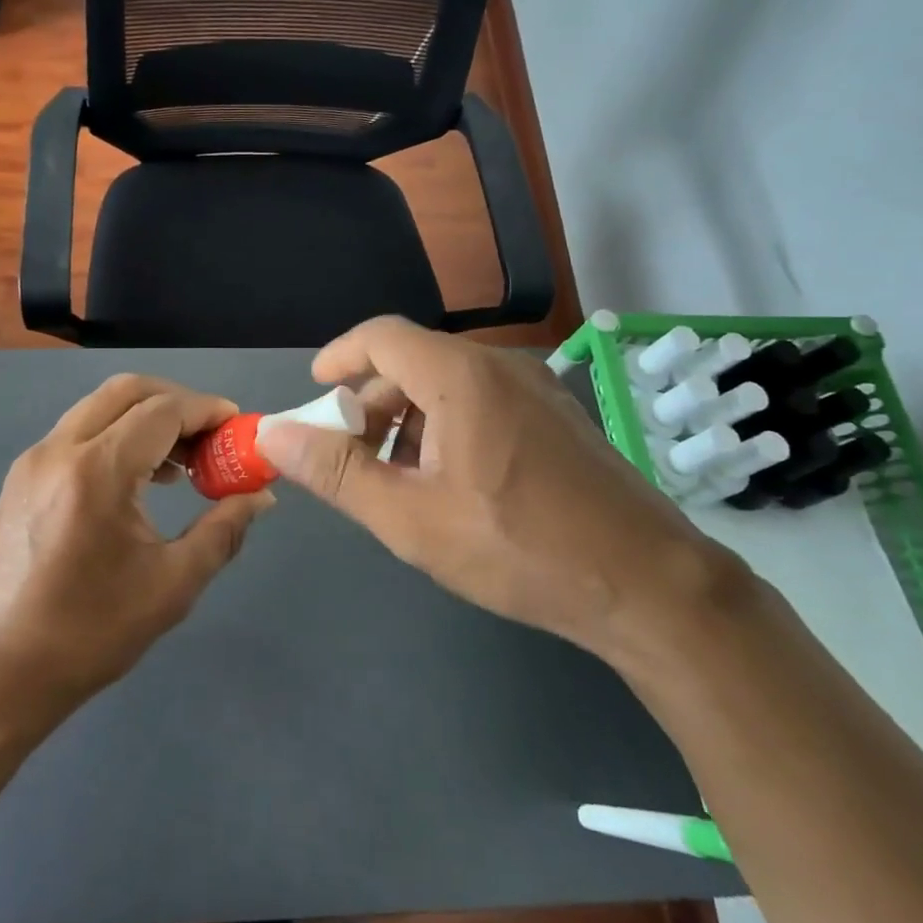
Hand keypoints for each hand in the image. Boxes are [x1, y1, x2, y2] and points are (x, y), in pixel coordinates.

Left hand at [0, 374, 273, 717]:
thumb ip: (223, 531)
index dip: (207, 411)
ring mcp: (33, 459)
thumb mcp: (172, 586)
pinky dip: (117, 434)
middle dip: (177, 402)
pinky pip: (79, 431)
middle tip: (212, 437)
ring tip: (183, 462)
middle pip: (128, 391)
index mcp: (97, 472)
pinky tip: (140, 478)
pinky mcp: (21, 476)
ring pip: (100, 407)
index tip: (238, 428)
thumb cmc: (89, 634)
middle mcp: (60, 449)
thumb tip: (261, 496)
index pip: (163, 411)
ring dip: (146, 417)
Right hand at [255, 317, 740, 661]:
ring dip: (408, 421)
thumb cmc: (519, 549)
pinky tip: (449, 484)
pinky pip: (483, 401)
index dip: (338, 357)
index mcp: (460, 377)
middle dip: (370, 404)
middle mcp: (499, 367)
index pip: (380, 337)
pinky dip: (447, 427)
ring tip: (398, 480)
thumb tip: (273, 434)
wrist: (649, 586)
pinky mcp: (558, 417)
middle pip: (412, 362)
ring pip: (448, 384)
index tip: (314, 393)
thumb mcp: (410, 519)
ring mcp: (536, 389)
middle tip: (352, 458)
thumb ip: (336, 472)